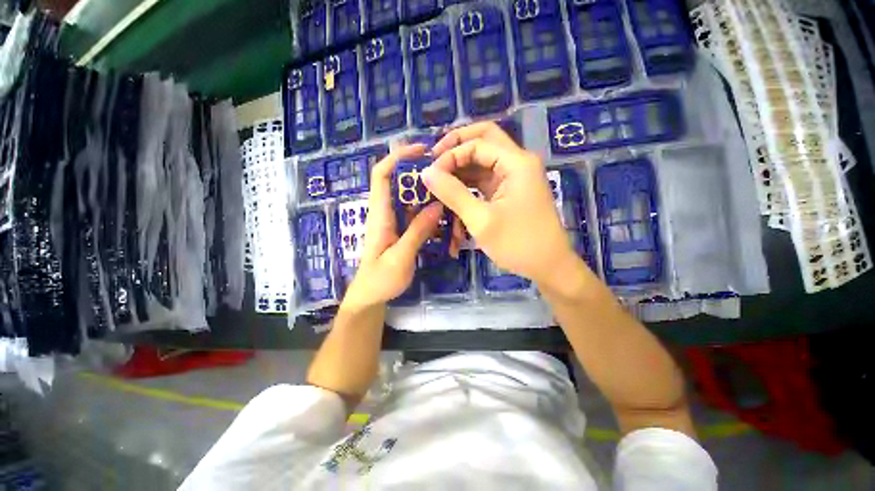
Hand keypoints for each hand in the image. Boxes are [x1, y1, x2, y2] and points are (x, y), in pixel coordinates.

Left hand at [343, 145, 443, 309]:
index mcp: (380, 214)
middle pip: (403, 183)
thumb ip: (417, 232)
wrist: (371, 297)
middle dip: (424, 177)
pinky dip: (433, 216)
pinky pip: (419, 217)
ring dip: (432, 200)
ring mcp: (397, 222)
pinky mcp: (404, 231)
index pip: (382, 174)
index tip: (422, 150)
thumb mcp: (400, 257)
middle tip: (449, 178)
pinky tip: (447, 225)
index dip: (398, 157)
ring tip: (453, 204)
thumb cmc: (380, 280)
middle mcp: (387, 212)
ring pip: (414, 201)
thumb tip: (437, 206)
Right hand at [422, 122, 577, 285]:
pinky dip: (467, 186)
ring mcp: (513, 178)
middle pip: (483, 141)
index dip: (450, 155)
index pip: (477, 144)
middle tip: (433, 161)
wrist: (548, 266)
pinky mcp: (508, 192)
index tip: (429, 175)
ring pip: (482, 161)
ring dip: (460, 169)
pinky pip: (484, 180)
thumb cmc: (518, 244)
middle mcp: (517, 164)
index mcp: (516, 163)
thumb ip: (453, 193)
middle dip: (456, 148)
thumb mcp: (481, 220)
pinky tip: (452, 196)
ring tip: (438, 182)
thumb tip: (426, 172)